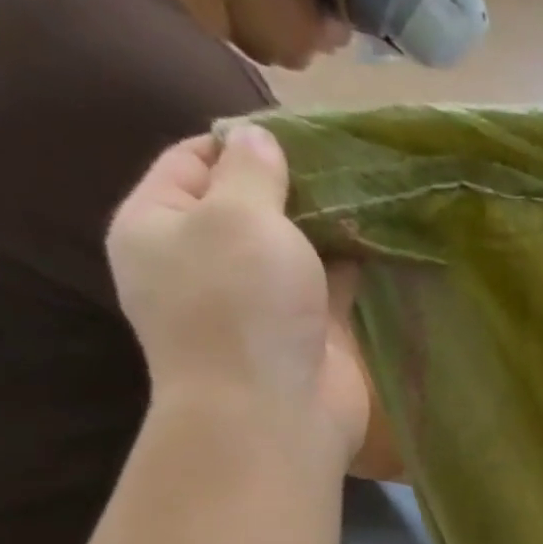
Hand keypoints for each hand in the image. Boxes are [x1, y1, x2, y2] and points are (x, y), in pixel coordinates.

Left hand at [105, 126, 368, 458]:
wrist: (272, 411)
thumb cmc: (240, 305)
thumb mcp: (238, 217)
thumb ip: (251, 172)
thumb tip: (257, 140)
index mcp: (159, 223)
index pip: (191, 161)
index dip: (241, 142)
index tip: (298, 133)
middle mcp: (204, 258)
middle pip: (249, 204)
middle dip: (295, 184)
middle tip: (347, 162)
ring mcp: (259, 299)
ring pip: (295, 246)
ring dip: (329, 224)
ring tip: (373, 193)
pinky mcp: (307, 328)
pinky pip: (331, 284)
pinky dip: (353, 264)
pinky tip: (384, 240)